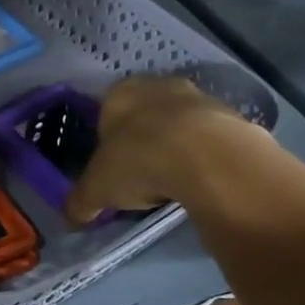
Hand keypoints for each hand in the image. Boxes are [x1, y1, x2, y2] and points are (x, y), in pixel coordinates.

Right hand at [65, 75, 258, 224]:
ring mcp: (199, 96)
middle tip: (140, 174)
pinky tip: (200, 180)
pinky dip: (203, 156)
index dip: (106, 142)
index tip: (110, 169)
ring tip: (172, 182)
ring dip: (175, 147)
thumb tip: (71, 219)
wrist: (207, 157)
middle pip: (144, 116)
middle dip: (142, 141)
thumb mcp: (96, 190)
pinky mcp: (232, 116)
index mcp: (119, 93)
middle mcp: (158, 85)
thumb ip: (80, 203)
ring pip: (179, 124)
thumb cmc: (138, 161)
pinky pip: (209, 138)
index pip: (105, 113)